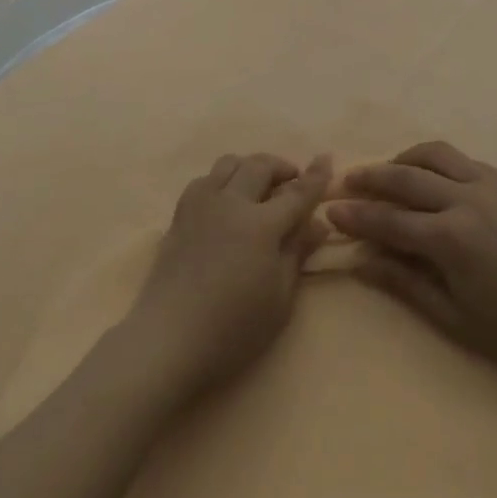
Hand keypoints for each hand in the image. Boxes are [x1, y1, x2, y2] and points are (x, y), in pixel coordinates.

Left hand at [122, 153, 332, 405]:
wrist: (169, 338)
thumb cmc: (234, 329)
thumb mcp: (279, 300)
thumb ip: (297, 254)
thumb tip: (317, 223)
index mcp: (261, 225)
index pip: (296, 193)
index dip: (315, 176)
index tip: (327, 159)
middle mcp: (231, 202)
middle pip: (260, 166)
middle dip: (282, 167)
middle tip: (292, 182)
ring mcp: (201, 204)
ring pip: (229, 164)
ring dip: (250, 167)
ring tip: (259, 188)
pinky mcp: (179, 214)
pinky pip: (204, 180)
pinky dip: (222, 180)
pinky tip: (225, 201)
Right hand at [327, 141, 496, 384]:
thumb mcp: (454, 318)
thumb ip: (404, 283)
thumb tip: (360, 260)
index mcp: (451, 239)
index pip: (389, 219)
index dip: (356, 214)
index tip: (330, 208)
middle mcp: (466, 200)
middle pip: (405, 177)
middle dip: (370, 177)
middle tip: (346, 181)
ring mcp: (490, 185)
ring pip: (434, 154)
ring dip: (403, 159)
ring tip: (387, 172)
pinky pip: (462, 159)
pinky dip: (435, 161)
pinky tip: (429, 177)